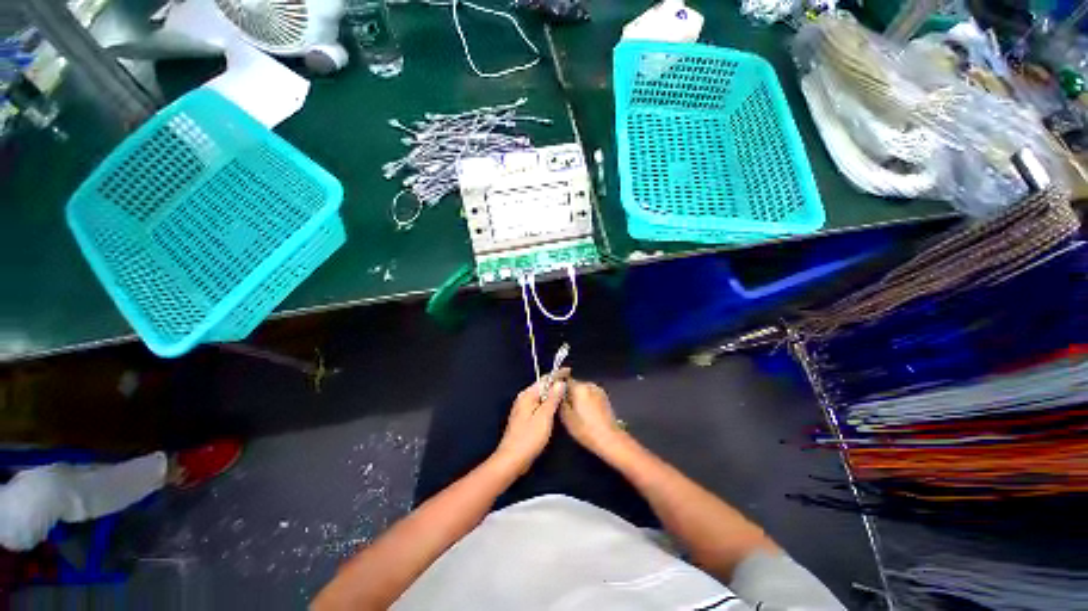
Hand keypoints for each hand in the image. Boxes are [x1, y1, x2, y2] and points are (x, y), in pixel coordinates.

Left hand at [493, 372, 568, 473]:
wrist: (512, 460)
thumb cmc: (528, 438)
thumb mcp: (544, 417)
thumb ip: (552, 399)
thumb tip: (560, 383)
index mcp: (527, 395)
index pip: (545, 379)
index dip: (557, 375)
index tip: (569, 371)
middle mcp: (524, 399)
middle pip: (543, 387)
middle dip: (556, 384)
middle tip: (571, 382)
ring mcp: (523, 409)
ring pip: (541, 397)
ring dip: (553, 394)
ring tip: (567, 393)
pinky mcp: (525, 418)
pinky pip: (540, 405)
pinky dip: (549, 404)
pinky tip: (556, 408)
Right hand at [561, 381, 627, 456]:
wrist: (610, 439)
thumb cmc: (585, 429)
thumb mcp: (566, 418)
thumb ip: (560, 402)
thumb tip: (557, 394)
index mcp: (579, 387)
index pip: (565, 380)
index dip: (559, 387)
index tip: (556, 395)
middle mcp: (589, 385)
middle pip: (575, 385)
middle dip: (570, 393)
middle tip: (565, 407)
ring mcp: (599, 390)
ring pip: (583, 390)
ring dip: (579, 397)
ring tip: (577, 412)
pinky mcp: (605, 397)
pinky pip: (591, 395)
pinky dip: (587, 401)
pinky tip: (587, 413)